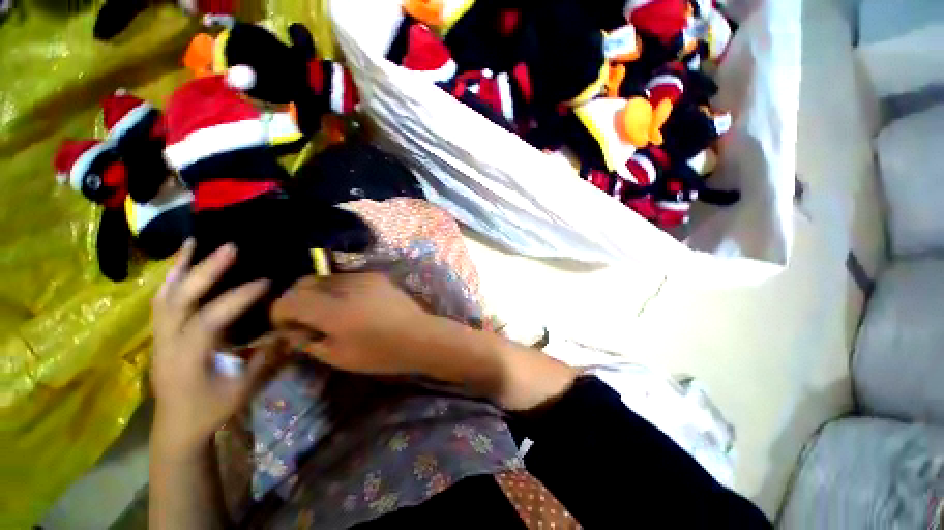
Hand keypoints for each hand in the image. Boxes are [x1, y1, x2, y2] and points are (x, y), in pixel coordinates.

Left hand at [150, 239, 278, 459]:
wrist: (176, 427)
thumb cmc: (211, 409)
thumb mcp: (243, 388)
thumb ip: (265, 356)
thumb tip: (289, 329)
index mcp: (188, 358)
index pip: (211, 319)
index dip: (238, 298)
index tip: (266, 282)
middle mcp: (167, 342)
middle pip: (180, 299)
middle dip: (205, 270)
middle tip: (230, 247)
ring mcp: (158, 337)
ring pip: (164, 296)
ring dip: (181, 268)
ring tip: (195, 243)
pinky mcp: (159, 335)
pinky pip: (161, 301)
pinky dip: (170, 280)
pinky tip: (180, 265)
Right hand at [269, 273, 439, 375]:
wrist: (420, 336)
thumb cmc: (381, 353)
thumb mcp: (339, 357)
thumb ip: (309, 342)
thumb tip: (293, 331)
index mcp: (333, 310)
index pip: (289, 300)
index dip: (279, 313)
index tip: (286, 327)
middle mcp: (345, 287)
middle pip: (304, 283)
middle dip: (295, 300)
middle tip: (303, 320)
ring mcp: (363, 277)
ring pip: (325, 278)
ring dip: (317, 293)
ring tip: (327, 312)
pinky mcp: (376, 276)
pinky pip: (345, 278)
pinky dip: (336, 289)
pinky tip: (347, 304)